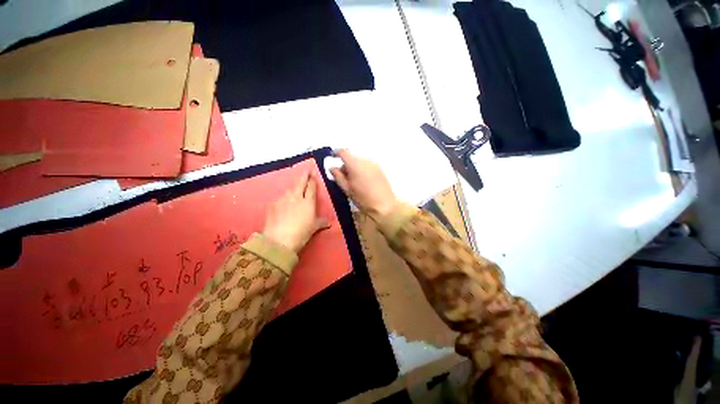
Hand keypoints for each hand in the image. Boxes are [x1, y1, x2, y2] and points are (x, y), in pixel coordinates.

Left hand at [262, 170, 330, 252]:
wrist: (279, 240)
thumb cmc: (301, 233)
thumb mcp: (314, 228)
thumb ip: (321, 222)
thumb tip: (329, 223)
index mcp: (308, 202)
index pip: (311, 187)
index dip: (312, 180)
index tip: (313, 174)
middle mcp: (296, 197)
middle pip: (300, 182)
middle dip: (304, 175)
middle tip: (307, 170)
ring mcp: (283, 199)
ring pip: (290, 189)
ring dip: (294, 187)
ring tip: (296, 189)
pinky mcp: (273, 204)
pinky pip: (280, 198)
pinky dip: (284, 198)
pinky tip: (284, 203)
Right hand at [330, 150, 398, 221]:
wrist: (384, 205)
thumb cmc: (363, 199)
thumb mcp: (347, 189)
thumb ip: (338, 177)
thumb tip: (332, 168)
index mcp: (355, 165)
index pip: (343, 152)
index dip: (336, 153)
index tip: (332, 157)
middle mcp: (365, 161)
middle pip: (352, 158)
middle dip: (346, 166)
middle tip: (343, 178)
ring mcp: (374, 164)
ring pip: (360, 162)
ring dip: (355, 168)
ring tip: (354, 182)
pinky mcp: (380, 169)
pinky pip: (367, 166)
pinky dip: (362, 170)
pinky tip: (363, 182)